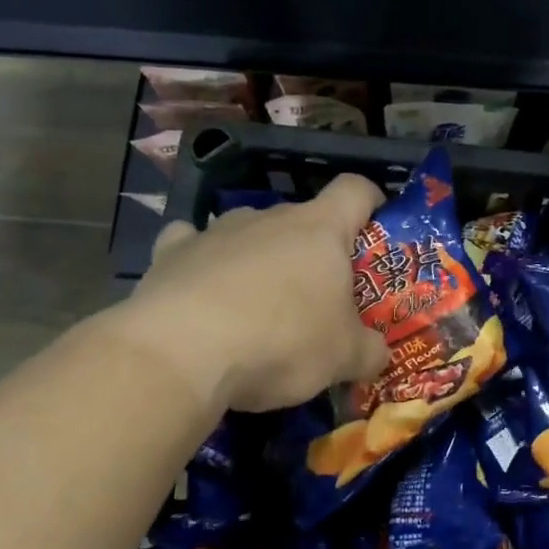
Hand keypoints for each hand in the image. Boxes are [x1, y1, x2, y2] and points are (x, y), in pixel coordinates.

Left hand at [103, 176, 390, 411]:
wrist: (180, 353)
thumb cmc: (282, 340)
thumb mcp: (343, 358)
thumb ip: (368, 351)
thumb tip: (378, 355)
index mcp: (320, 229)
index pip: (355, 190)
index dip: (370, 201)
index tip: (373, 228)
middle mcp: (270, 218)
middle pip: (302, 218)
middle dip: (313, 250)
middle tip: (318, 296)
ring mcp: (217, 231)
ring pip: (249, 232)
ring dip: (259, 257)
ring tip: (257, 304)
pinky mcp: (170, 252)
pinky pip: (191, 243)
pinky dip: (201, 260)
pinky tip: (200, 289)